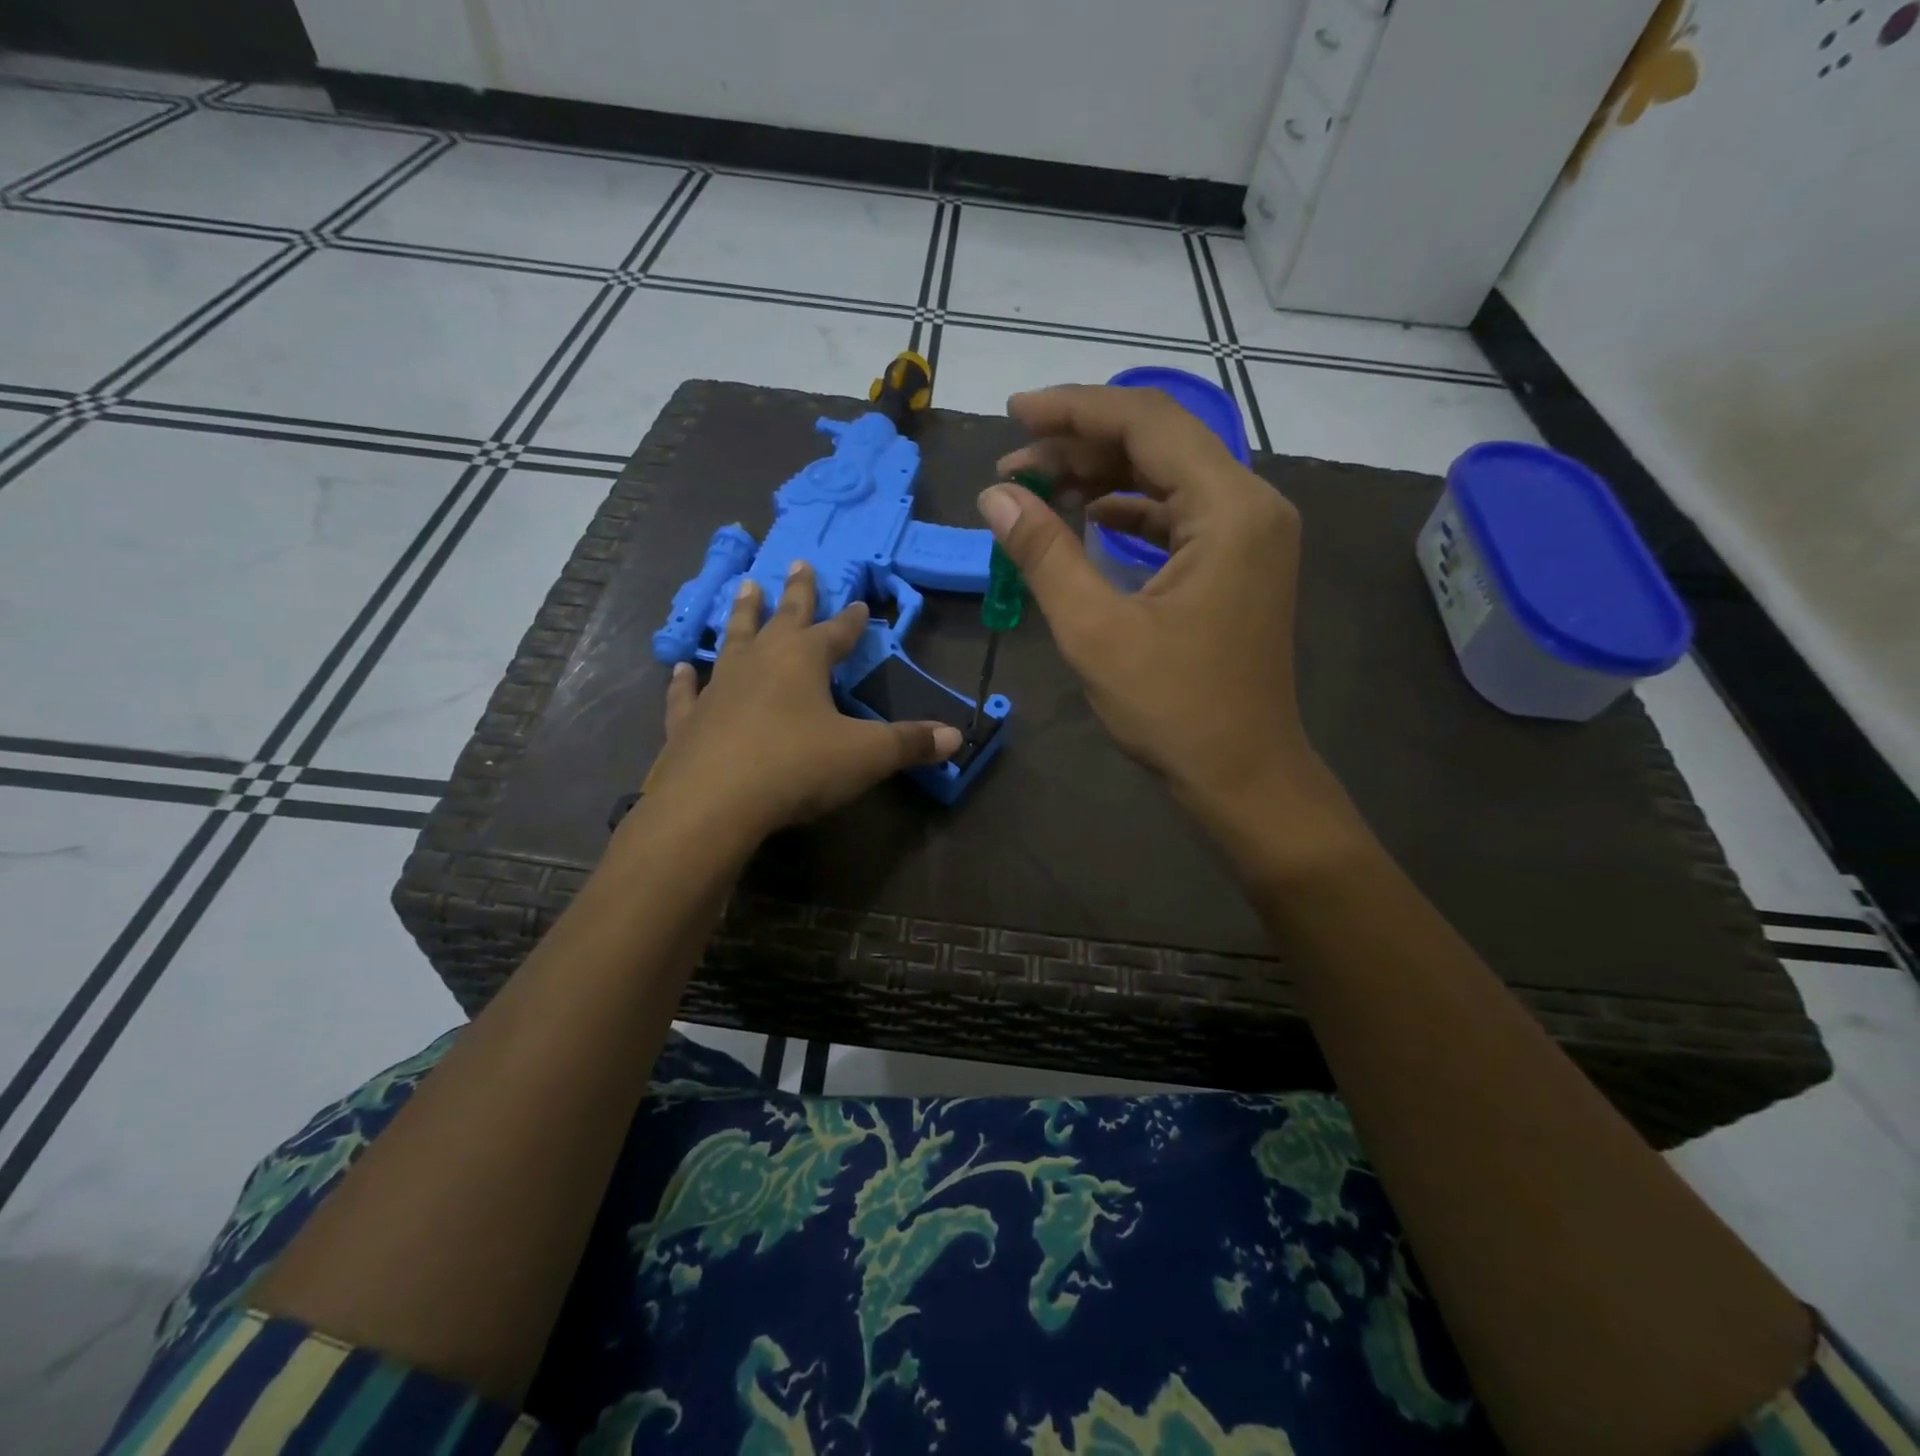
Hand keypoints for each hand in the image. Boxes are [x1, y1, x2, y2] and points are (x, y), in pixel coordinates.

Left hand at [638, 560, 961, 842]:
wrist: (713, 803)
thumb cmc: (797, 767)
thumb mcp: (866, 756)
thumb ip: (910, 743)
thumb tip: (956, 738)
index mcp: (804, 661)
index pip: (837, 632)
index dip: (852, 621)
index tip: (860, 603)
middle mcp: (760, 662)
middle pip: (783, 618)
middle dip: (796, 593)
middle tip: (797, 562)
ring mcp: (719, 687)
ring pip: (733, 640)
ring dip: (742, 615)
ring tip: (745, 587)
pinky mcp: (687, 720)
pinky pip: (687, 692)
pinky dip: (684, 679)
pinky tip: (680, 667)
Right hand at [981, 385, 1353, 855]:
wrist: (1242, 773)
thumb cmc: (1173, 708)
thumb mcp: (1095, 630)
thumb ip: (1044, 553)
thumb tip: (996, 495)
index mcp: (1229, 509)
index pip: (1147, 423)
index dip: (1073, 411)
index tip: (1013, 414)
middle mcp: (1251, 505)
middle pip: (1161, 441)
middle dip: (1082, 444)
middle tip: (1013, 464)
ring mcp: (1250, 534)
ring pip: (1168, 475)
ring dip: (1103, 475)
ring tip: (1038, 487)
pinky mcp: (1239, 562)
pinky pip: (1179, 513)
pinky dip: (1131, 509)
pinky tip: (1090, 518)